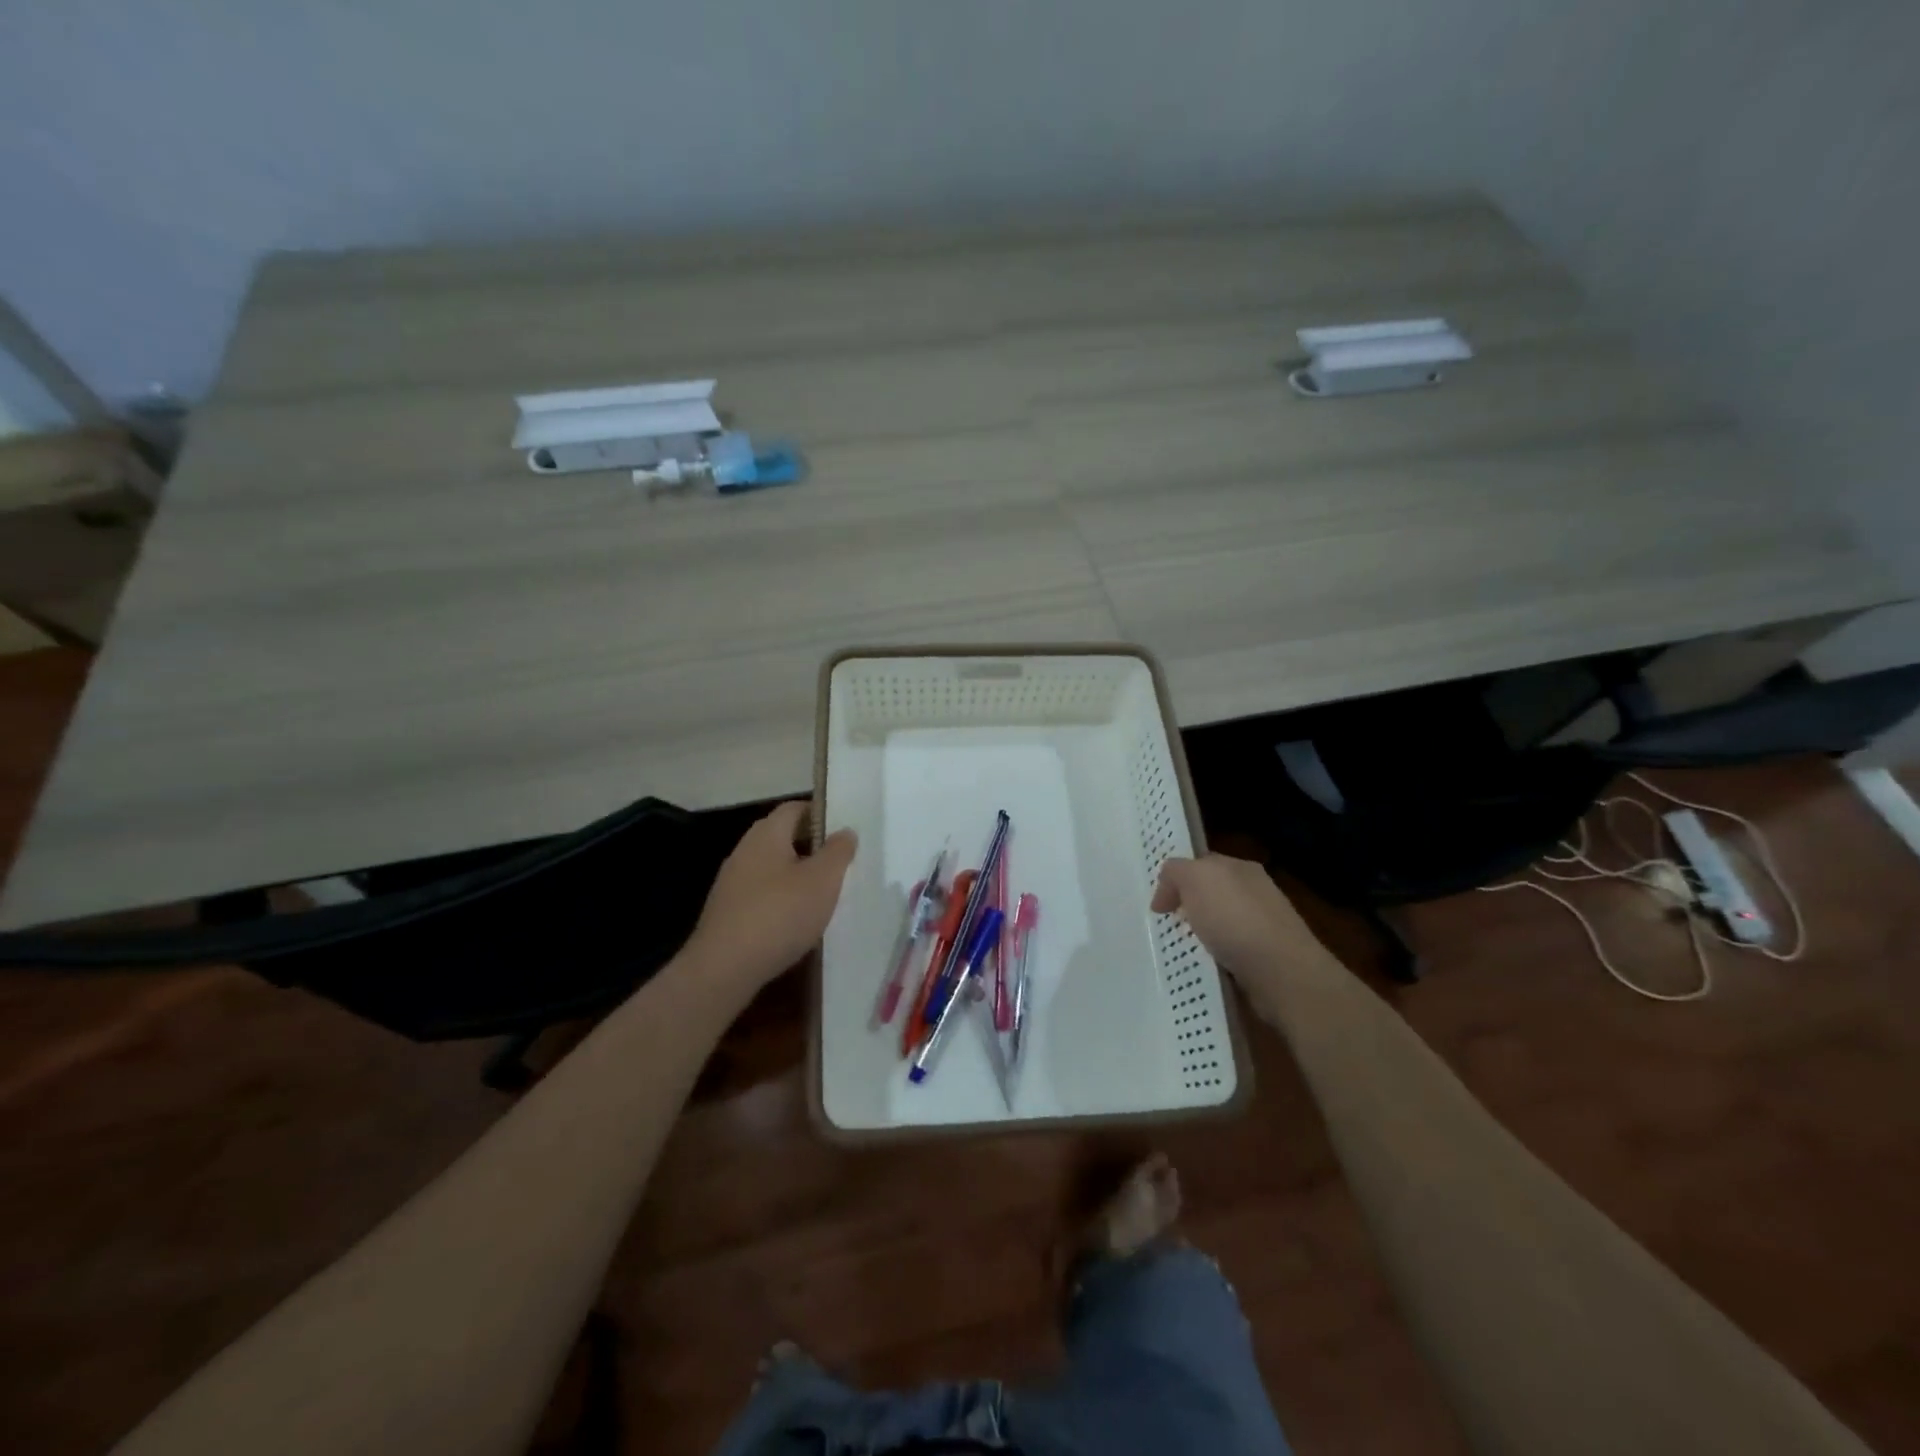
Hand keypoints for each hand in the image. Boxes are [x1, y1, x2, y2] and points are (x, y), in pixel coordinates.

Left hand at [683, 801, 856, 998]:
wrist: (724, 968)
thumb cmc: (780, 914)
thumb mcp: (823, 880)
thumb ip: (838, 852)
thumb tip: (844, 831)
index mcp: (766, 834)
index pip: (794, 808)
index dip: (820, 814)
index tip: (844, 832)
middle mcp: (744, 851)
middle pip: (782, 837)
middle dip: (811, 847)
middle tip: (840, 864)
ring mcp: (732, 882)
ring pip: (772, 868)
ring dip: (796, 876)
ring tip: (823, 895)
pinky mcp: (727, 912)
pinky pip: (761, 895)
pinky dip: (781, 900)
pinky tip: (796, 921)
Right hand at [1151, 854, 1330, 1014]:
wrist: (1281, 973)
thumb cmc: (1235, 918)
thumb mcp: (1195, 878)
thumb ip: (1176, 872)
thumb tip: (1168, 887)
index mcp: (1241, 867)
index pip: (1202, 864)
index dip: (1177, 878)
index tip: (1159, 904)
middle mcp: (1255, 893)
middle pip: (1211, 894)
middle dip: (1188, 907)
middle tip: (1166, 925)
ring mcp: (1263, 927)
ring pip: (1220, 925)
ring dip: (1201, 936)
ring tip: (1182, 950)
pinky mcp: (1265, 960)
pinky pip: (1230, 953)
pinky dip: (1215, 959)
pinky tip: (1206, 967)